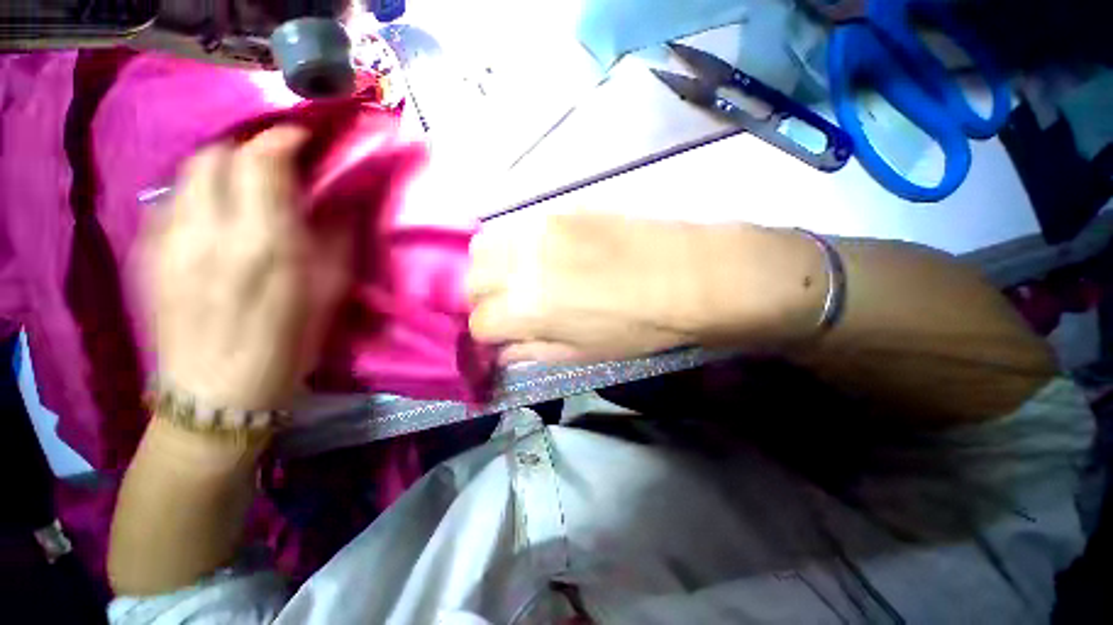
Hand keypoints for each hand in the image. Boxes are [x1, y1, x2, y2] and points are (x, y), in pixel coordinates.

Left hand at [141, 127, 351, 409]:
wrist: (215, 392)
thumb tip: (335, 202)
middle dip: (248, 150)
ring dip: (222, 171)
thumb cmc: (286, 345)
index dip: (282, 139)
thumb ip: (334, 240)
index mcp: (263, 245)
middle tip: (273, 168)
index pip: (261, 162)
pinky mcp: (145, 252)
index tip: (301, 138)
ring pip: (189, 173)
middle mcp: (207, 231)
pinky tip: (213, 223)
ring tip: (244, 194)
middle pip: (216, 154)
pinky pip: (172, 201)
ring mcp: (167, 240)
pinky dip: (198, 197)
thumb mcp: (328, 293)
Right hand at [467, 213, 825, 363]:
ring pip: (484, 246)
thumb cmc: (638, 327)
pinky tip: (538, 254)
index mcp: (527, 308)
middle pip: (471, 280)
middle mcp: (521, 264)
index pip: (479, 323)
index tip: (502, 337)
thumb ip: (534, 351)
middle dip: (482, 298)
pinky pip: (516, 225)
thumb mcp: (583, 354)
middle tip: (507, 306)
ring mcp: (538, 229)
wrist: (687, 275)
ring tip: (518, 277)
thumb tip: (504, 352)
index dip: (488, 335)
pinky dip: (513, 245)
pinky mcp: (558, 208)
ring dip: (492, 267)